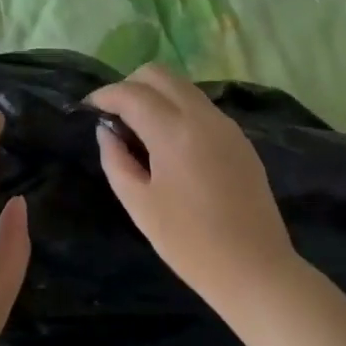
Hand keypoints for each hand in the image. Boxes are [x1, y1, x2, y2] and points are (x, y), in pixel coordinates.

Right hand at [88, 63, 293, 315]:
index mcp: (174, 132)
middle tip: (114, 114)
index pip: (131, 93)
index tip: (88, 108)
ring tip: (139, 127)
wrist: (257, 271)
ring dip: (155, 94)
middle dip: (130, 85)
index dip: (104, 95)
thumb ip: (116, 160)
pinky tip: (169, 141)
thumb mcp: (139, 204)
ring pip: (182, 86)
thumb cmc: (190, 243)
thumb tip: (107, 131)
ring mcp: (225, 125)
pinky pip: (200, 106)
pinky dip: (177, 108)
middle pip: (159, 74)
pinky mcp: (239, 139)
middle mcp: (202, 116)